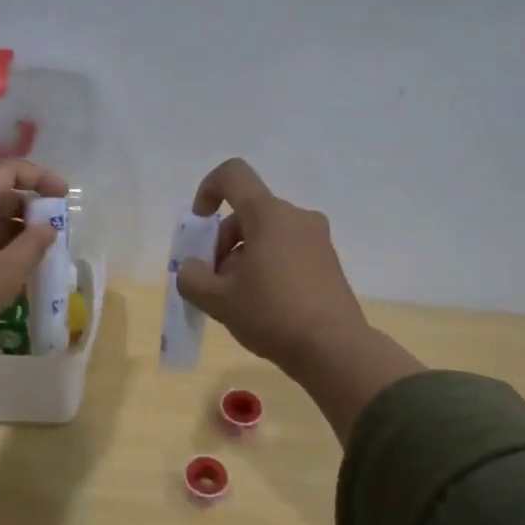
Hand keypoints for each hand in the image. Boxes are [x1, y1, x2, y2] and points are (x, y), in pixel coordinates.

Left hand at [0, 160, 68, 411]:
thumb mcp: (7, 272)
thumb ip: (34, 244)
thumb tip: (46, 228)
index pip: (7, 170)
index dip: (40, 178)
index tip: (63, 196)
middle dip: (23, 207)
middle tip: (49, 230)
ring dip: (4, 227)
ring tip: (30, 252)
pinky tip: (0, 265)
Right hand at [175, 158, 365, 367]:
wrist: (334, 349)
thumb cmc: (271, 315)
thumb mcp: (218, 300)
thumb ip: (191, 278)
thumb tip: (192, 269)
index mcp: (268, 214)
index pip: (233, 175)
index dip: (207, 190)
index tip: (200, 226)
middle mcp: (296, 217)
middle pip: (247, 212)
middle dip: (222, 242)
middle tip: (214, 282)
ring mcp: (316, 239)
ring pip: (266, 233)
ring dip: (242, 257)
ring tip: (236, 299)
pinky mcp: (327, 261)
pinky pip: (287, 250)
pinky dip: (267, 266)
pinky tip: (263, 304)